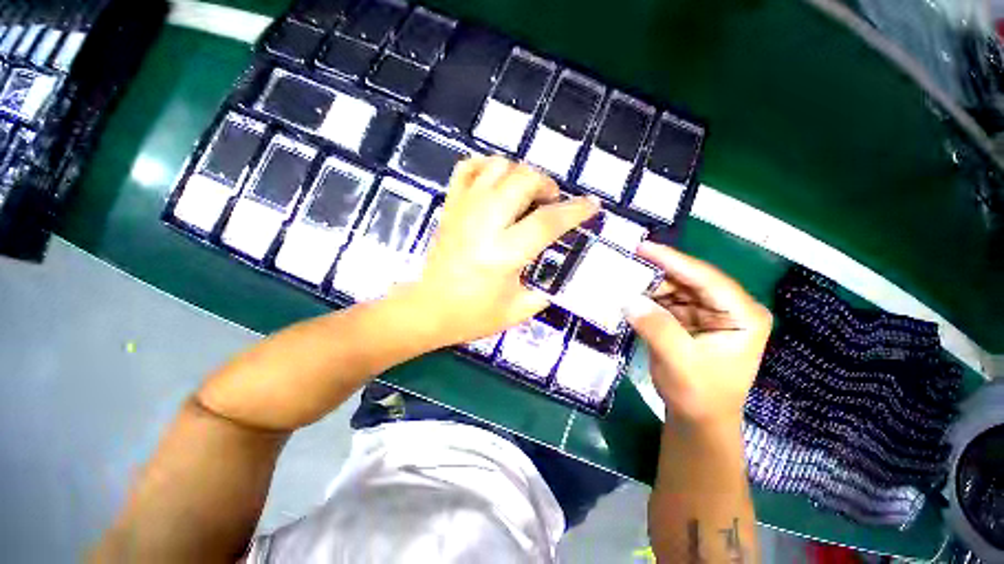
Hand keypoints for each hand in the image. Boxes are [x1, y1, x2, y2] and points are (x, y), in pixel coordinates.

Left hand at [400, 156, 599, 345]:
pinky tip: (495, 182)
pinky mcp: (450, 207)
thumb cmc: (473, 315)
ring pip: (496, 167)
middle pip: (523, 180)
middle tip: (550, 201)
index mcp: (505, 253)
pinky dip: (485, 167)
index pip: (548, 221)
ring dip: (519, 173)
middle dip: (546, 184)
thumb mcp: (519, 310)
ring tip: (525, 192)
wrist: (429, 309)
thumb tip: (557, 268)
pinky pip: (466, 169)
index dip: (576, 210)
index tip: (591, 205)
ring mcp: (464, 210)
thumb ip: (545, 288)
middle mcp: (485, 223)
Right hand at [624, 242, 771, 424]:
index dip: (674, 261)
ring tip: (622, 277)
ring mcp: (708, 312)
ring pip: (675, 288)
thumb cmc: (698, 394)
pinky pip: (666, 301)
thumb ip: (656, 328)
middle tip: (627, 260)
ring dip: (649, 285)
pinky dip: (647, 298)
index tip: (644, 247)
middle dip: (658, 272)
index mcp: (743, 316)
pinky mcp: (690, 319)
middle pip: (690, 280)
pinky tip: (629, 294)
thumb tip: (628, 299)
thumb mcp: (679, 362)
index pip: (707, 279)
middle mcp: (729, 308)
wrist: (698, 418)